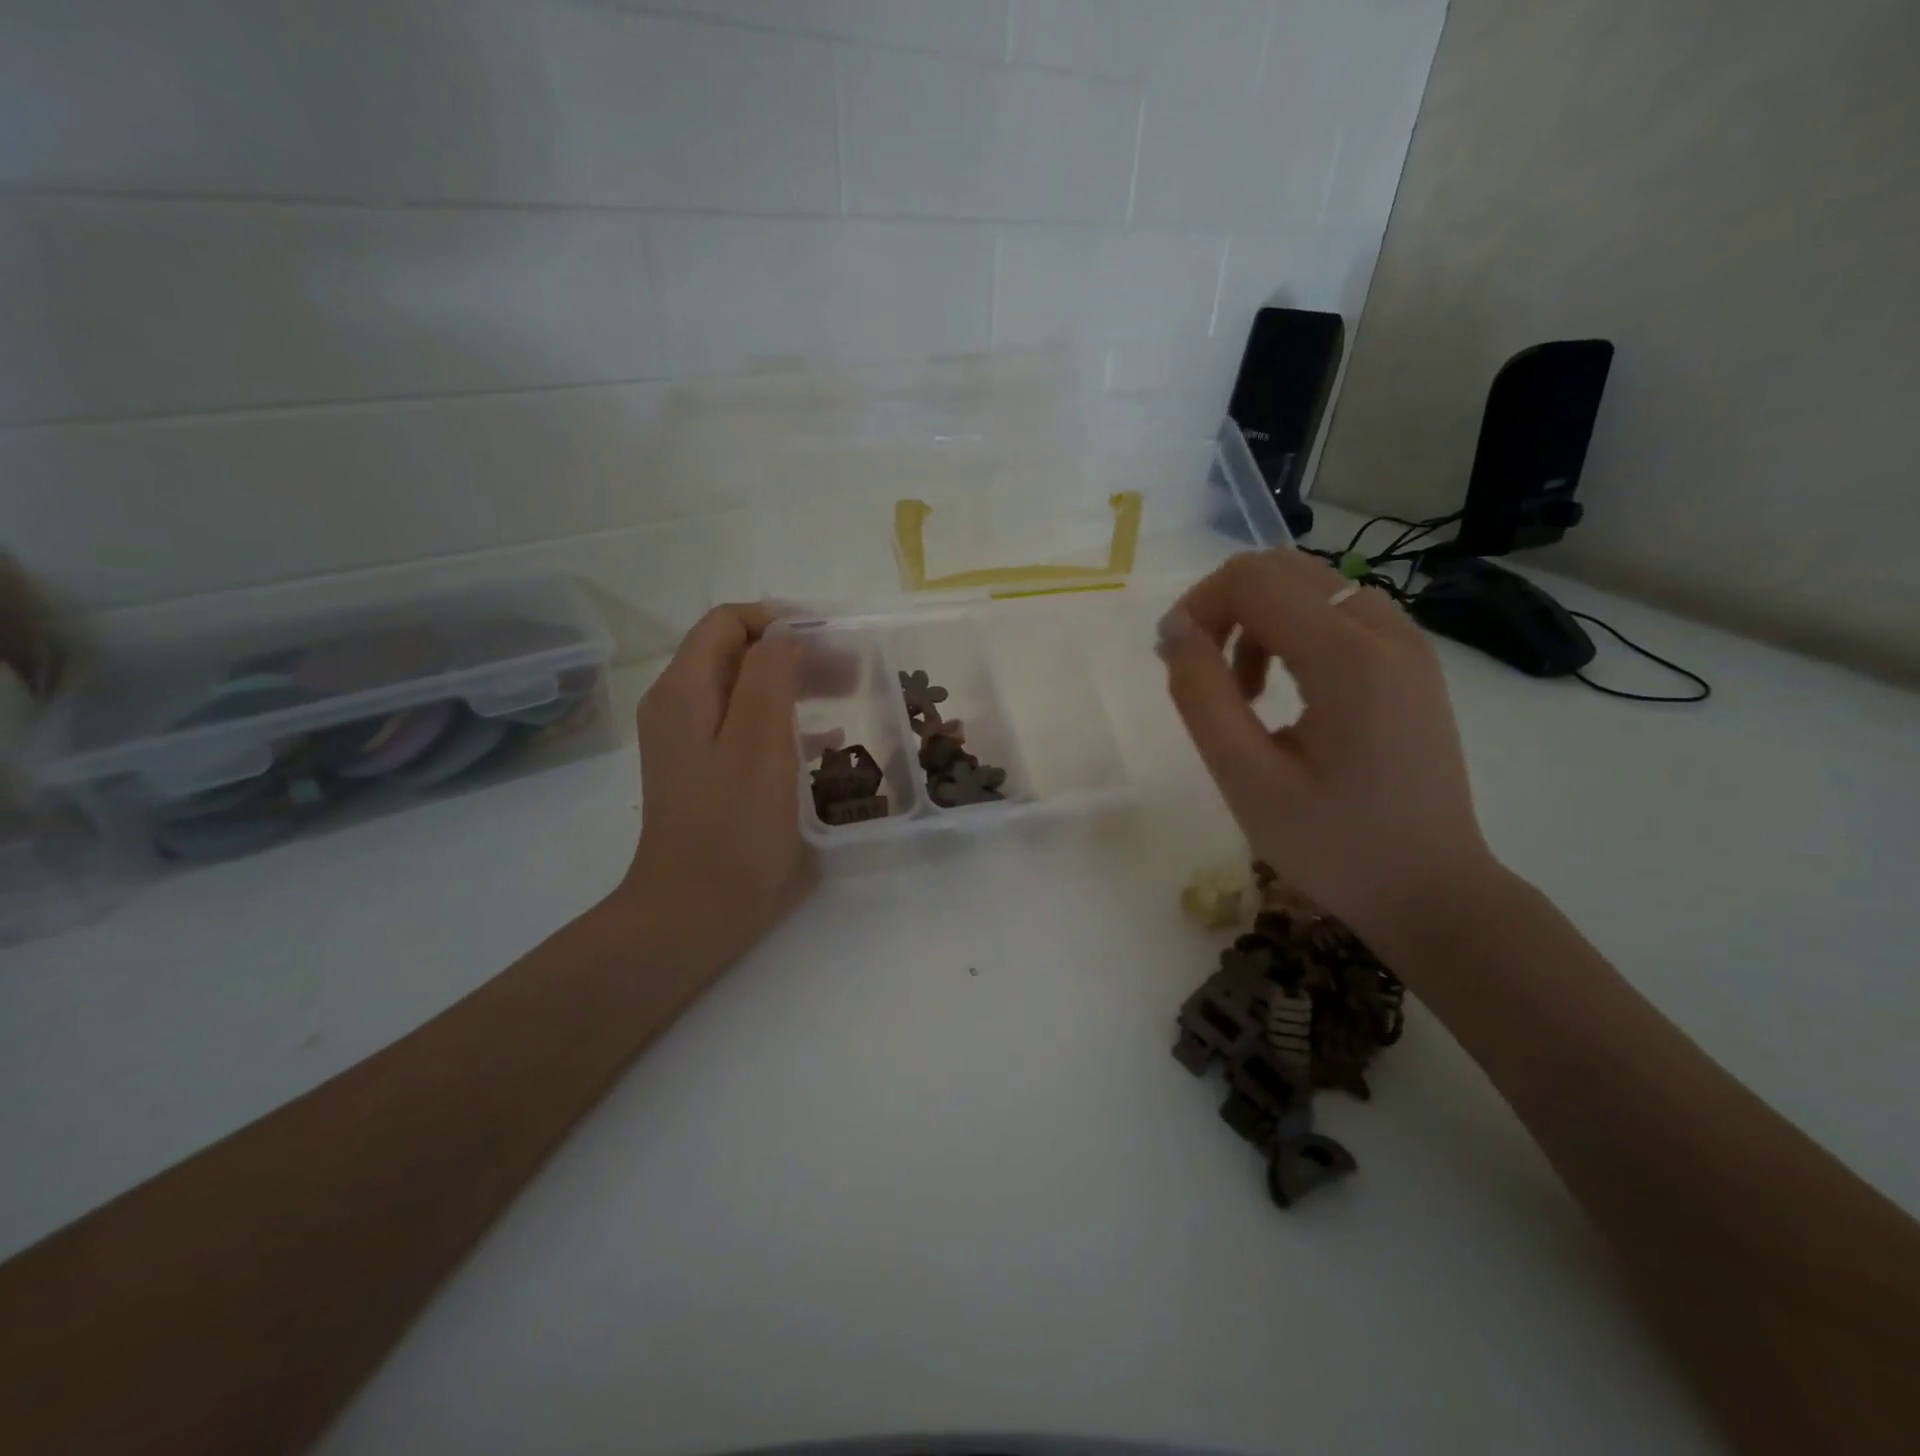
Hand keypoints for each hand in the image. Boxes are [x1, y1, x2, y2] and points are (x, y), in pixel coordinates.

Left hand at [617, 604, 813, 974]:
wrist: (696, 911)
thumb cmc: (733, 826)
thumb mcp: (757, 742)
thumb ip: (769, 676)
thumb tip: (785, 636)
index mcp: (684, 690)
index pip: (728, 623)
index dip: (779, 619)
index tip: (831, 637)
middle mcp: (681, 707)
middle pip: (739, 655)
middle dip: (796, 652)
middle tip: (852, 670)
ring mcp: (693, 743)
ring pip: (748, 691)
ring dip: (798, 684)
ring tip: (849, 694)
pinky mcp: (711, 774)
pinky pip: (751, 728)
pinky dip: (788, 722)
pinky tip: (827, 739)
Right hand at [1156, 549, 1498, 951]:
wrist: (1432, 890)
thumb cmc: (1333, 845)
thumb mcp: (1246, 779)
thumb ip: (1201, 696)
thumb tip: (1174, 630)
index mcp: (1348, 657)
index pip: (1253, 580)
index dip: (1197, 606)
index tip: (1174, 663)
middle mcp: (1385, 630)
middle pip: (1281, 569)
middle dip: (1224, 607)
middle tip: (1202, 675)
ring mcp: (1407, 643)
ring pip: (1309, 586)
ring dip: (1258, 620)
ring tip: (1244, 694)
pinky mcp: (1412, 662)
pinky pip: (1338, 612)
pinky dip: (1294, 632)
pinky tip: (1286, 690)